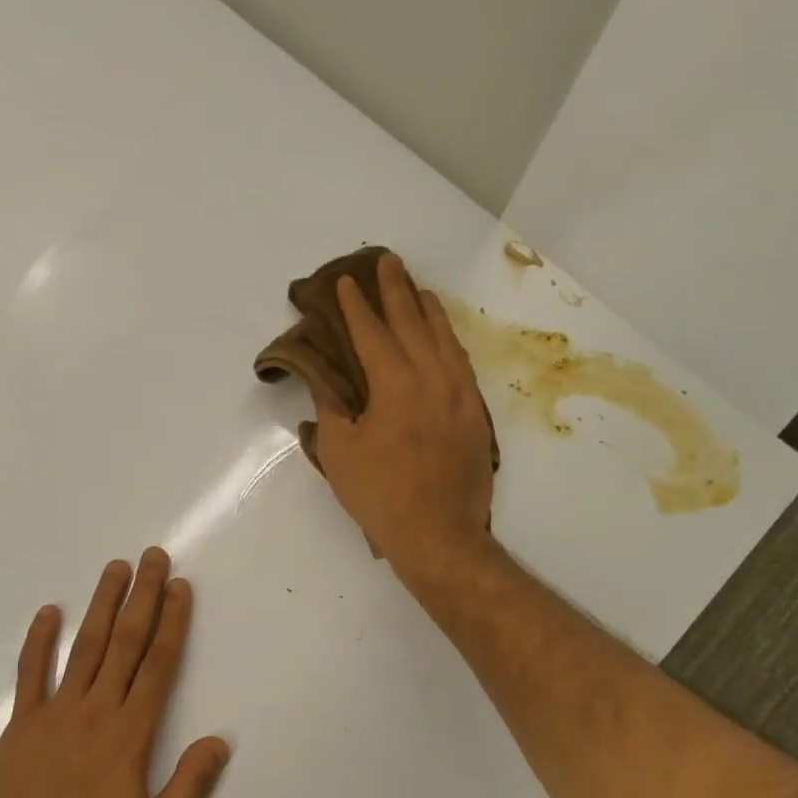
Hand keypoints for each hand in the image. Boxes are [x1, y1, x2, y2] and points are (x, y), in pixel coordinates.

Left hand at [0, 549, 230, 797]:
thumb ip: (188, 787)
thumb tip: (219, 741)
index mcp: (130, 733)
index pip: (158, 665)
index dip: (171, 622)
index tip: (179, 587)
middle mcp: (96, 710)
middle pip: (126, 642)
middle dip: (143, 597)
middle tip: (153, 557)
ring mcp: (55, 712)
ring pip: (86, 646)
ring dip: (102, 604)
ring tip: (116, 568)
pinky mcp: (22, 724)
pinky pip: (31, 673)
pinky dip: (40, 641)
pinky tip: (50, 611)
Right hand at [307, 253, 495, 575]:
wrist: (439, 535)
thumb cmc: (380, 495)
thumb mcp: (339, 452)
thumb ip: (330, 407)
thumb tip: (322, 380)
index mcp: (395, 386)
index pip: (373, 334)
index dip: (357, 306)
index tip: (347, 282)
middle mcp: (433, 379)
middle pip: (413, 323)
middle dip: (396, 291)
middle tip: (387, 261)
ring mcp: (460, 395)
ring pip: (444, 339)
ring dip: (428, 310)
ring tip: (417, 288)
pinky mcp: (475, 413)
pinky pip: (462, 363)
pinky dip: (449, 341)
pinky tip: (443, 337)